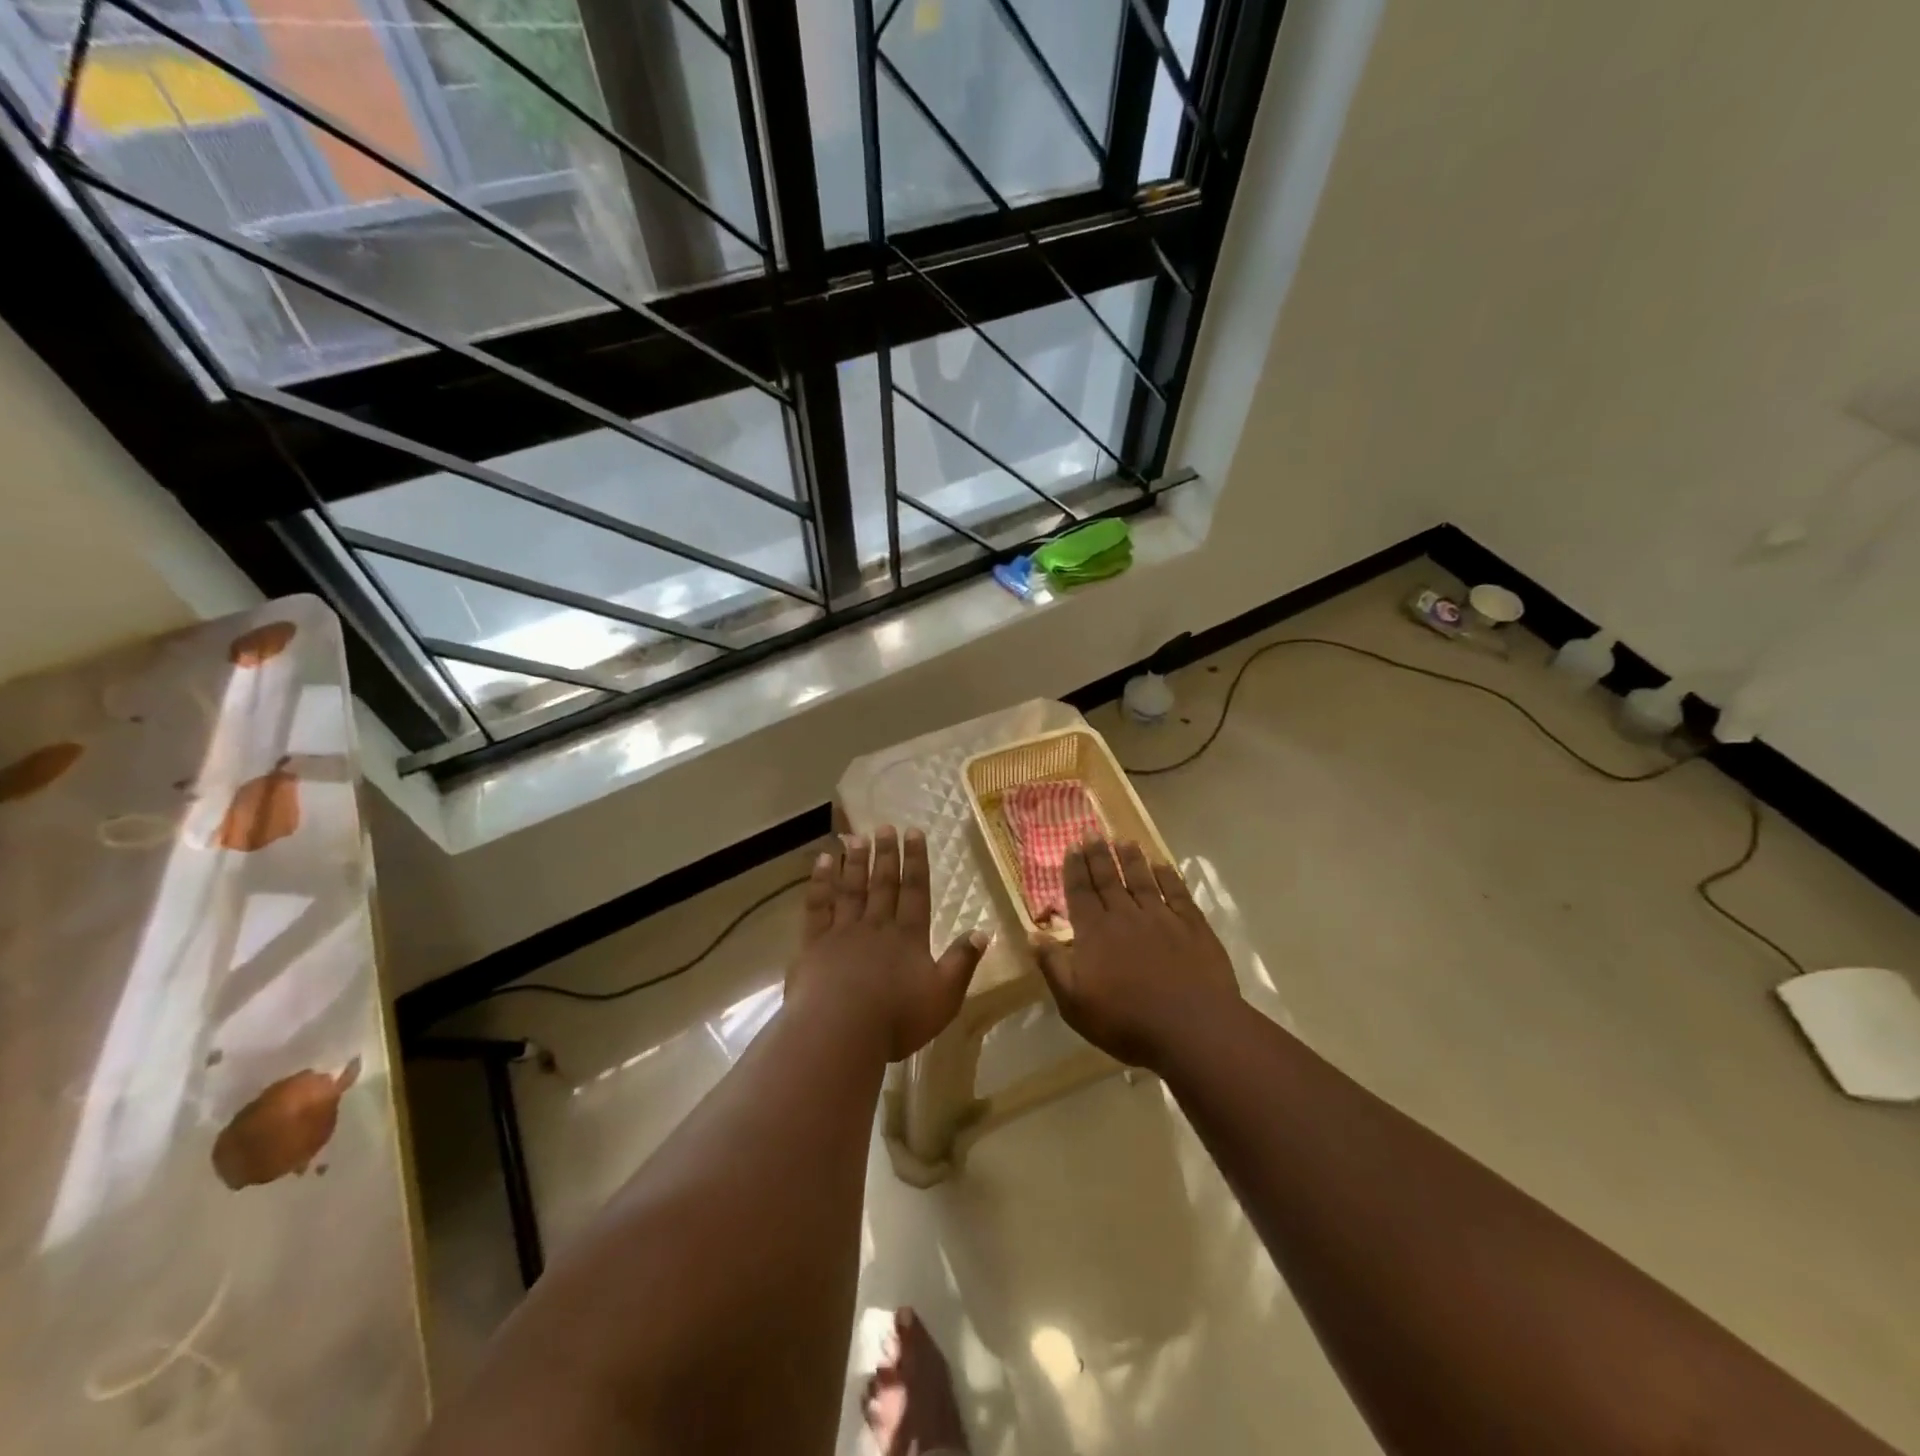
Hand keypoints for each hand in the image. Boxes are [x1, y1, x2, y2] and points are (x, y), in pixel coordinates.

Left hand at [788, 826, 989, 1061]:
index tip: (914, 832)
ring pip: (851, 889)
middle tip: (885, 826)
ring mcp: (843, 932)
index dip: (916, 861)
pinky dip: (820, 882)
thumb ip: (962, 962)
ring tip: (856, 837)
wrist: (839, 1031)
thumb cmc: (896, 1018)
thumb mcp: (944, 996)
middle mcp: (876, 926)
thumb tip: (982, 932)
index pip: (915, 890)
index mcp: (908, 937)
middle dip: (886, 854)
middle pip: (883, 883)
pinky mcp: (813, 944)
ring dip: (855, 862)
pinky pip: (818, 905)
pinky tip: (822, 862)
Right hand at [1035, 838, 1240, 1069]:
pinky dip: (1169, 877)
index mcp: (1094, 933)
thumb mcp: (1074, 1003)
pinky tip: (1163, 865)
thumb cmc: (1126, 1022)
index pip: (1080, 892)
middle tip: (1093, 833)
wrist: (1192, 1028)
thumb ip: (1054, 966)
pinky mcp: (1193, 927)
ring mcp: (1162, 918)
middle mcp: (1125, 916)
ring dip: (1132, 859)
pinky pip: (1177, 893)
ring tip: (1125, 841)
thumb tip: (1032, 935)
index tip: (1072, 846)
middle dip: (1099, 855)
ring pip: (1142, 880)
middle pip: (1108, 880)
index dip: (1075, 869)